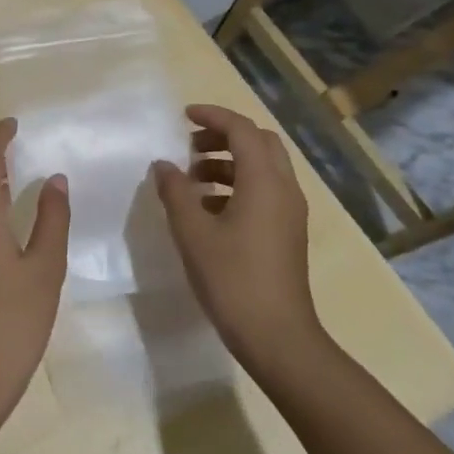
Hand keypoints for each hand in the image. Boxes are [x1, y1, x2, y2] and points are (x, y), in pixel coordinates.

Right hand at [151, 103, 320, 376]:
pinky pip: (264, 191)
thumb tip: (164, 165)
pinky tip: (208, 209)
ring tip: (192, 180)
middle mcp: (284, 189)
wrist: (277, 337)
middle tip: (190, 146)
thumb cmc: (232, 279)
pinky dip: (237, 185)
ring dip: (228, 162)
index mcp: (264, 181)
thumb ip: (175, 192)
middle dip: (224, 136)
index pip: (242, 129)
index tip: (184, 116)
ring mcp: (290, 212)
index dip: (213, 116)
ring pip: (262, 168)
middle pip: (259, 143)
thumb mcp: (192, 232)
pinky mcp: (287, 232)